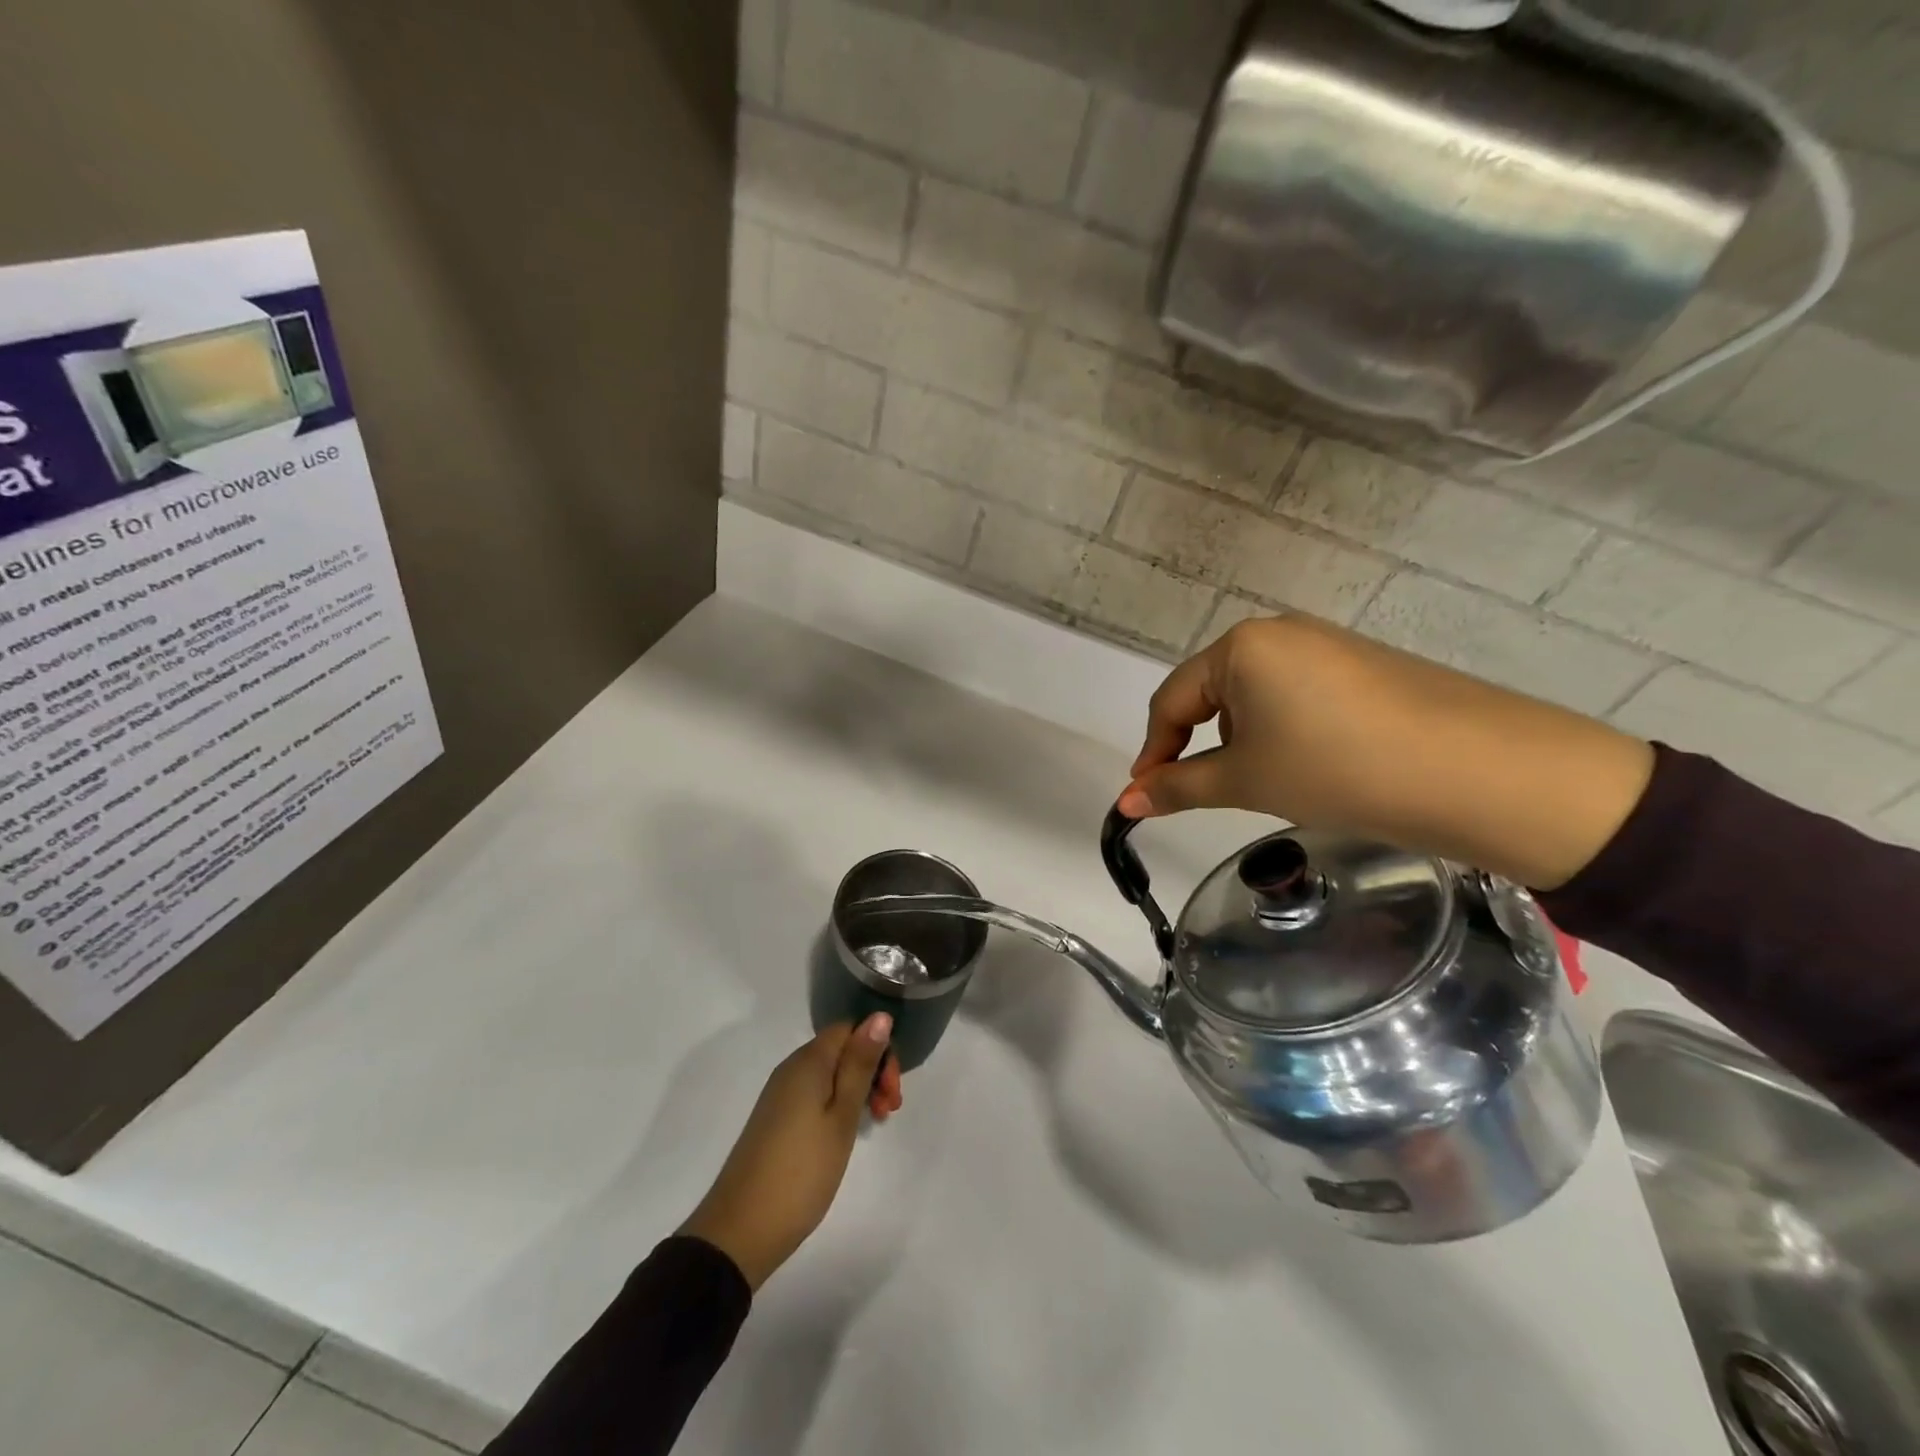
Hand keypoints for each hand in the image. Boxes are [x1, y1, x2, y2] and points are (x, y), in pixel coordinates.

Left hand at [679, 1014, 897, 1290]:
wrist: (740, 1231)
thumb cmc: (801, 1171)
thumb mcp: (841, 1117)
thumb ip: (860, 1065)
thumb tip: (880, 1015)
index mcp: (808, 1061)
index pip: (851, 1028)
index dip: (878, 1049)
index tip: (892, 1090)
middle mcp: (791, 1068)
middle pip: (841, 1049)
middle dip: (872, 1071)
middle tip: (888, 1111)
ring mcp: (780, 1095)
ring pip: (830, 1074)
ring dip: (857, 1090)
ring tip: (873, 1124)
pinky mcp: (775, 1119)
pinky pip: (815, 1094)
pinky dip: (837, 1106)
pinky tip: (845, 1134)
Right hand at [1118, 614, 1653, 889]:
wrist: (1481, 772)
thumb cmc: (1337, 769)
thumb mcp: (1247, 780)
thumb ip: (1178, 786)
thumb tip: (1126, 801)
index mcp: (1241, 646)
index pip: (1171, 701)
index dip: (1153, 752)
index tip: (1145, 795)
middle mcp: (1280, 632)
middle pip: (1213, 694)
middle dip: (1203, 746)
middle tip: (1214, 795)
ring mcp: (1329, 645)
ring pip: (1258, 698)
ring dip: (1247, 741)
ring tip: (1275, 785)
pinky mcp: (1366, 666)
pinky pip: (1300, 697)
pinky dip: (1288, 733)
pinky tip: (1317, 766)